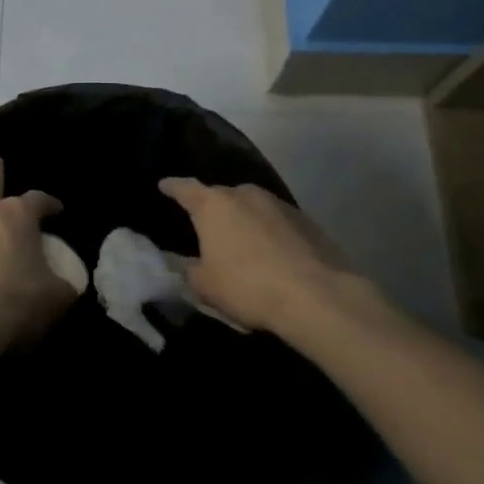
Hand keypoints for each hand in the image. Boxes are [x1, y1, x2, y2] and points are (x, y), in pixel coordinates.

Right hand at [157, 177, 366, 339]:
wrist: (319, 297)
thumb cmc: (248, 286)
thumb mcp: (205, 285)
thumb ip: (188, 269)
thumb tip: (186, 262)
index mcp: (213, 205)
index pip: (183, 188)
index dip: (171, 187)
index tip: (163, 186)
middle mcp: (244, 194)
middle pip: (220, 195)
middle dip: (211, 208)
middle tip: (205, 226)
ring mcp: (279, 204)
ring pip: (251, 206)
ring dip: (244, 220)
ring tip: (241, 242)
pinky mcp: (307, 220)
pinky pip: (276, 221)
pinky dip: (269, 232)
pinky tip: (272, 253)